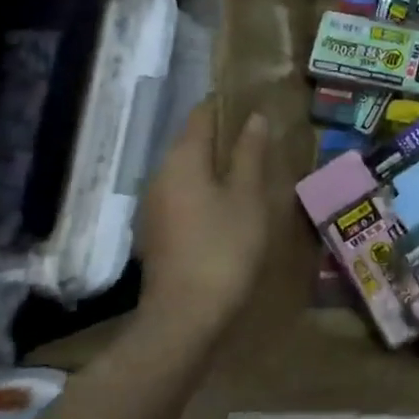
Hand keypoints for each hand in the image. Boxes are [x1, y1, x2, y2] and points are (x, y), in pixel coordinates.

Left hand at [137, 101, 270, 326]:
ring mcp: (155, 205)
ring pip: (190, 171)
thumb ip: (251, 154)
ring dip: (219, 166)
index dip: (228, 106)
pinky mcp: (159, 231)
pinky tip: (234, 204)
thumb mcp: (248, 197)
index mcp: (182, 159)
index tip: (257, 104)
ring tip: (254, 169)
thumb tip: (255, 118)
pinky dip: (209, 190)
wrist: (186, 314)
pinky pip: (186, 195)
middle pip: (193, 142)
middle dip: (226, 137)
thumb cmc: (225, 246)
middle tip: (264, 138)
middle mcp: (161, 175)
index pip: (202, 115)